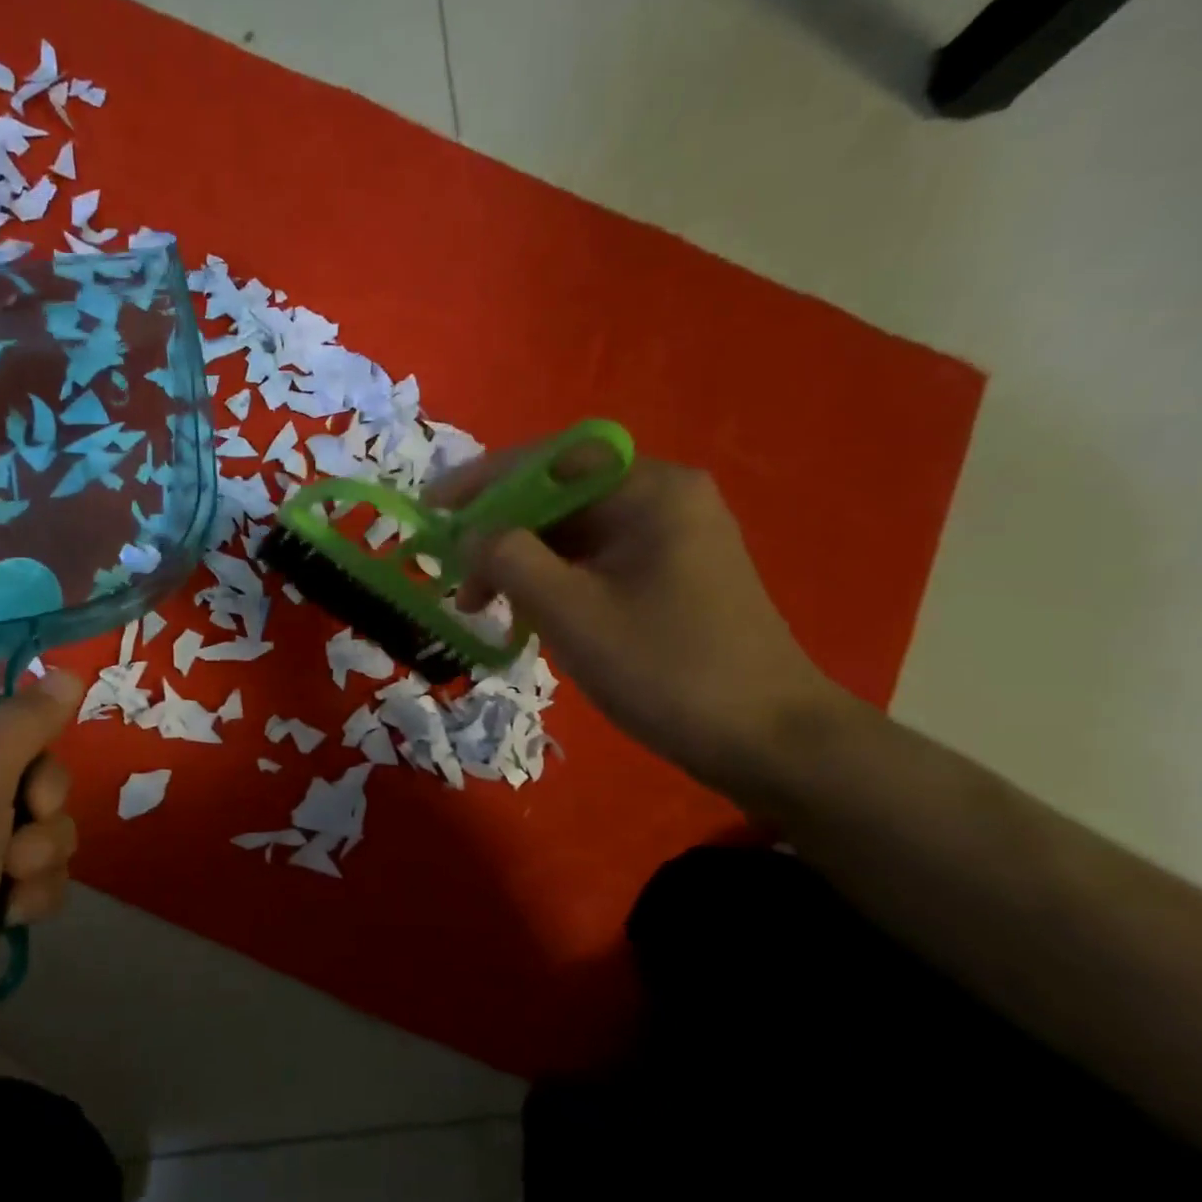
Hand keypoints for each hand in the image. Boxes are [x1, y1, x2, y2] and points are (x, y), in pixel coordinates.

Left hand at [0, 670, 84, 1078]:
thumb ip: (23, 726)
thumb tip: (65, 669)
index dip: (13, 724)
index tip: (39, 748)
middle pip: (16, 771)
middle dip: (38, 802)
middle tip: (28, 823)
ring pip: (32, 827)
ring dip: (41, 854)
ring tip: (15, 888)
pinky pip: (26, 876)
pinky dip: (31, 893)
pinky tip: (17, 918)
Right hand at [428, 441, 844, 789]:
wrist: (769, 740)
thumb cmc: (667, 669)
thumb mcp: (572, 613)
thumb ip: (509, 560)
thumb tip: (469, 535)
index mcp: (649, 490)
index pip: (549, 460)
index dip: (482, 481)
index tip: (432, 510)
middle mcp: (663, 499)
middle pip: (558, 496)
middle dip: (498, 533)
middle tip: (454, 577)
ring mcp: (670, 539)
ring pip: (572, 534)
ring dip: (520, 563)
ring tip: (480, 607)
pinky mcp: (669, 576)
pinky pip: (593, 561)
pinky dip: (551, 581)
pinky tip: (525, 615)